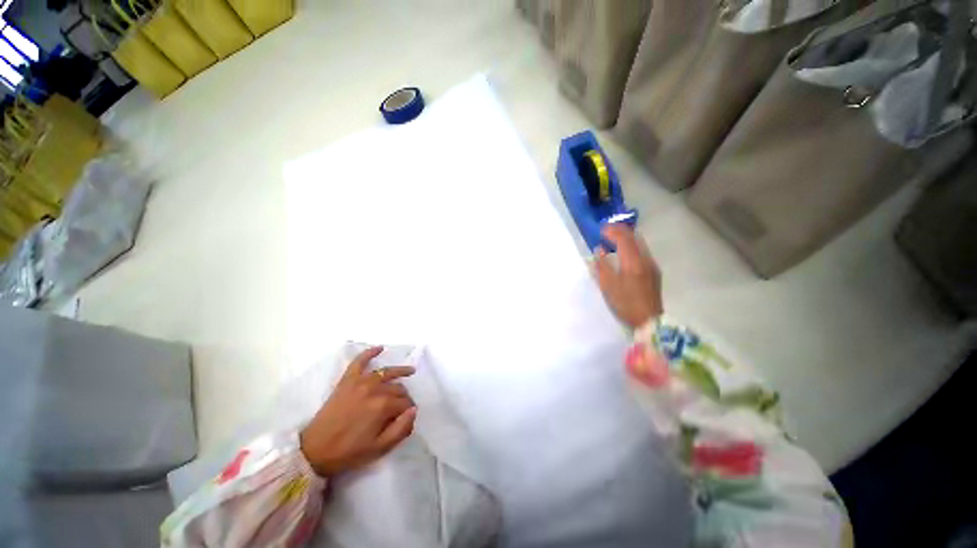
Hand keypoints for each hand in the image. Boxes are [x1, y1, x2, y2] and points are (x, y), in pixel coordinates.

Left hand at [299, 347, 416, 476]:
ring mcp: (360, 382)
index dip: (409, 410)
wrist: (314, 451)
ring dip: (400, 371)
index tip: (407, 417)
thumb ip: (401, 429)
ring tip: (410, 371)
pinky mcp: (347, 380)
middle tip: (402, 406)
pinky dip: (369, 353)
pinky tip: (380, 348)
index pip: (405, 403)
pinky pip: (359, 361)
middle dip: (404, 396)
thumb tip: (414, 410)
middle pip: (398, 388)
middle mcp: (374, 389)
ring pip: (386, 372)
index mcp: (383, 406)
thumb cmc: (349, 452)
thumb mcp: (379, 448)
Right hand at [593, 224, 663, 328]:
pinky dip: (632, 246)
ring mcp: (652, 265)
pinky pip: (643, 251)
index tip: (601, 229)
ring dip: (627, 237)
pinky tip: (624, 253)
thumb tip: (598, 250)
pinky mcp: (654, 271)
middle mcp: (645, 259)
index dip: (612, 231)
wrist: (649, 321)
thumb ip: (602, 266)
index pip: (624, 238)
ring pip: (640, 243)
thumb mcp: (608, 286)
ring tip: (614, 239)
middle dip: (621, 230)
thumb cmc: (625, 304)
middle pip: (635, 237)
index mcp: (633, 262)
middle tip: (607, 230)